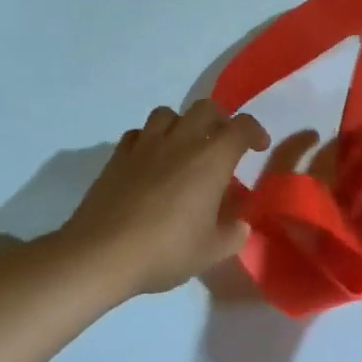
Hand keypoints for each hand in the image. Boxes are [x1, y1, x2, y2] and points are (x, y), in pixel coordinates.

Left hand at [59, 100, 269, 296]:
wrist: (102, 253)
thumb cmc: (165, 250)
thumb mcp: (211, 252)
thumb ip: (233, 233)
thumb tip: (239, 224)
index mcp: (211, 158)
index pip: (241, 127)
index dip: (255, 132)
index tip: (259, 147)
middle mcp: (181, 141)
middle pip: (205, 108)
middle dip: (220, 120)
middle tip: (223, 144)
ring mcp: (146, 144)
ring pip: (168, 113)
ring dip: (182, 124)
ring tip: (184, 147)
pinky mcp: (118, 155)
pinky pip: (139, 133)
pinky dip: (150, 139)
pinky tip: (151, 160)